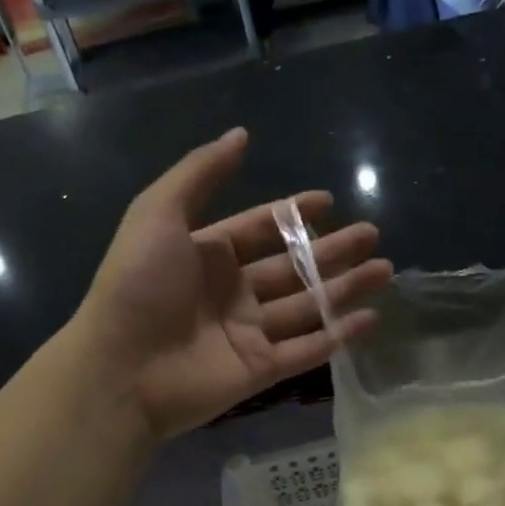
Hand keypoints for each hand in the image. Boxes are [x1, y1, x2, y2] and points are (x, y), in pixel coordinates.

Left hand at [74, 128, 392, 439]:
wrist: (120, 369)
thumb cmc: (137, 286)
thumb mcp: (158, 213)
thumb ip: (200, 173)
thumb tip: (241, 135)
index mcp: (207, 254)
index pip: (259, 229)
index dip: (292, 213)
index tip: (328, 201)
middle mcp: (232, 291)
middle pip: (293, 267)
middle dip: (333, 250)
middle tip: (372, 234)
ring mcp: (248, 332)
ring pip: (308, 306)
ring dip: (346, 289)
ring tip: (384, 270)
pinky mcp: (261, 370)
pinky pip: (307, 349)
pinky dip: (338, 335)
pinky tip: (370, 319)